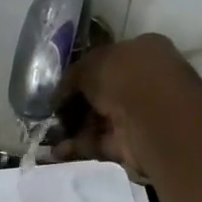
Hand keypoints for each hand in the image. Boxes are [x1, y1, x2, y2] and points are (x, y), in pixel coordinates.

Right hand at [54, 34, 201, 176]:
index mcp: (143, 51)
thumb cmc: (126, 78)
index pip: (108, 59)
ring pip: (100, 119)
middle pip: (103, 92)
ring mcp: (141, 114)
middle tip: (52, 112)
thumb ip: (73, 76)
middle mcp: (145, 81)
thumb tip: (61, 93)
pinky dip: (79, 146)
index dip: (82, 73)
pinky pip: (100, 142)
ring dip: (74, 127)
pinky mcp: (133, 144)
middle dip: (76, 103)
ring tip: (48, 132)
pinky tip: (57, 150)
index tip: (61, 86)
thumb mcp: (91, 65)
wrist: (153, 119)